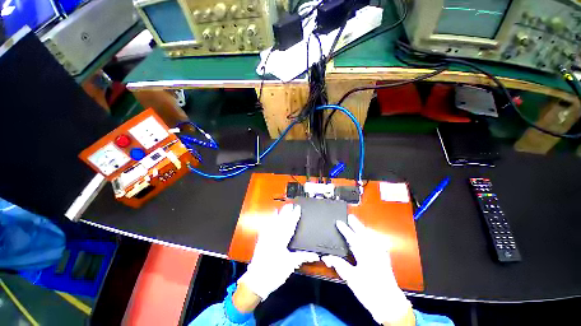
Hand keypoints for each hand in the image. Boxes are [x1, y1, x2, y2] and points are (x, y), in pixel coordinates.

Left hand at [238, 204, 318, 299]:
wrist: (257, 280)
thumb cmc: (275, 273)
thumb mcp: (290, 265)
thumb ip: (302, 257)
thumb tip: (315, 255)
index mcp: (281, 241)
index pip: (289, 226)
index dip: (294, 216)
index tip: (297, 209)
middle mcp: (273, 236)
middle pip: (281, 221)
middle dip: (286, 212)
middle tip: (291, 204)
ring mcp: (266, 237)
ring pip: (273, 222)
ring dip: (279, 214)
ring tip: (282, 207)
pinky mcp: (261, 239)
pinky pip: (266, 226)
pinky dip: (270, 220)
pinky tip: (271, 216)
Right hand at [322, 215, 413, 325]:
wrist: (390, 304)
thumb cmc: (369, 291)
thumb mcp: (352, 279)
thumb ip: (340, 265)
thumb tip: (326, 257)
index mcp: (365, 254)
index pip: (352, 238)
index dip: (344, 230)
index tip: (338, 222)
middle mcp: (374, 251)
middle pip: (364, 233)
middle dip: (356, 224)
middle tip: (350, 216)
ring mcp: (381, 254)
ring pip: (371, 237)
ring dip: (364, 229)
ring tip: (358, 223)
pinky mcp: (385, 259)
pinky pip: (377, 242)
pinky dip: (372, 237)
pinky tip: (371, 236)